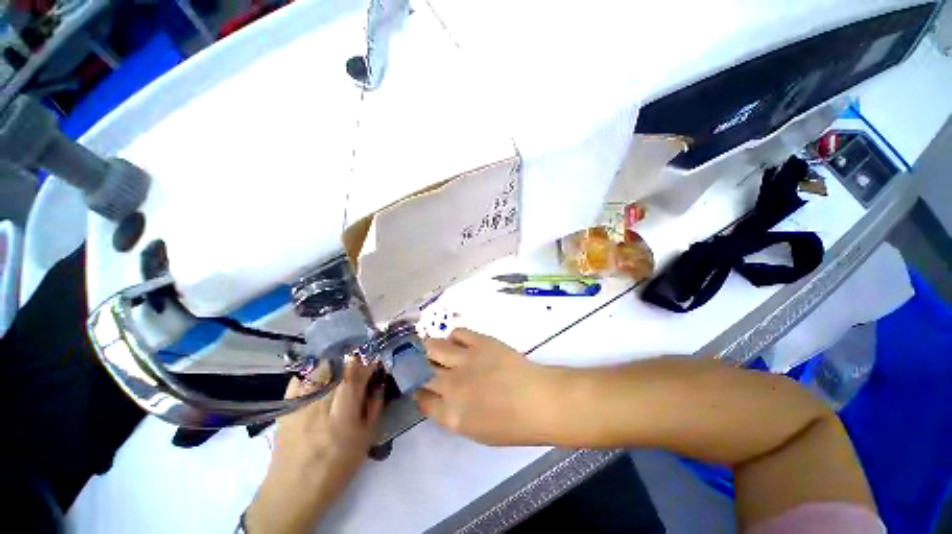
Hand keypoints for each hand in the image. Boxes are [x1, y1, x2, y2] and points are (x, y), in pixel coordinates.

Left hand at [245, 362, 383, 533]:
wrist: (294, 490)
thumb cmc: (337, 465)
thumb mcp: (366, 439)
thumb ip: (374, 406)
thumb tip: (379, 382)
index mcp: (343, 410)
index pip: (357, 373)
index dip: (368, 360)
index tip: (376, 355)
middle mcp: (320, 401)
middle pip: (337, 365)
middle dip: (352, 355)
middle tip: (361, 354)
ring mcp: (300, 402)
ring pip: (318, 367)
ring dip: (333, 360)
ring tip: (342, 360)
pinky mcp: (286, 406)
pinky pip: (298, 378)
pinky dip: (310, 371)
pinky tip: (318, 373)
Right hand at [414, 328, 558, 445]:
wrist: (539, 401)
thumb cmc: (512, 425)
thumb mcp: (476, 431)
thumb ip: (452, 414)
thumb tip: (441, 397)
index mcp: (450, 414)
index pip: (421, 398)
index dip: (417, 390)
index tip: (419, 385)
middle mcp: (451, 386)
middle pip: (421, 371)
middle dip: (416, 366)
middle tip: (419, 361)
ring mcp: (465, 361)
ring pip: (433, 347)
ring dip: (429, 348)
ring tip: (433, 347)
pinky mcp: (480, 342)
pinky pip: (457, 333)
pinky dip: (454, 336)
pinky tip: (457, 341)